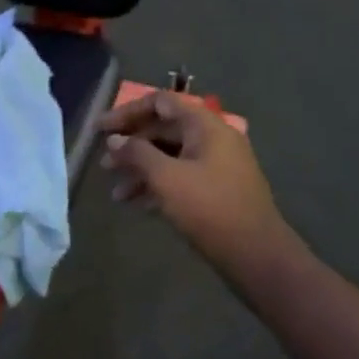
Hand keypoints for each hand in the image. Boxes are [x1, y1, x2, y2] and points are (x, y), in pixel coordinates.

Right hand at [99, 91, 299, 271]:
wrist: (257, 256)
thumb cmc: (210, 208)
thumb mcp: (166, 178)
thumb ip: (137, 153)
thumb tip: (114, 140)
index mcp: (205, 125)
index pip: (160, 102)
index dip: (127, 112)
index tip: (101, 129)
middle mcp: (212, 139)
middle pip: (163, 130)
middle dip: (131, 146)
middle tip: (104, 165)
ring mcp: (216, 165)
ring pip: (169, 157)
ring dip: (140, 170)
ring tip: (116, 194)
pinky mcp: (216, 191)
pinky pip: (180, 177)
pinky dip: (157, 186)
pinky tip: (136, 205)